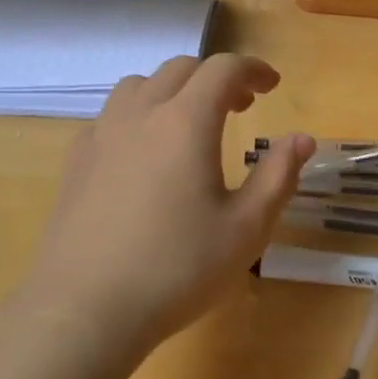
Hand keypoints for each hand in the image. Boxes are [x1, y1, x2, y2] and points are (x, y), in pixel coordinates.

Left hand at [26, 55, 311, 348]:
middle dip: (216, 78)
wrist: (85, 309)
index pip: (223, 69)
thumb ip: (277, 176)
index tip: (272, 85)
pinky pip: (111, 115)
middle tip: (241, 106)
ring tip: (191, 123)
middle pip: (180, 70)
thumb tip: (302, 140)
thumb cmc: (177, 269)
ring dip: (174, 90)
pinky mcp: (76, 161)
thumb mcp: (246, 228)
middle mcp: (140, 114)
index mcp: (186, 122)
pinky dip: (139, 114)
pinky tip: (145, 153)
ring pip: (140, 86)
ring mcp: (101, 135)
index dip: (253, 69)